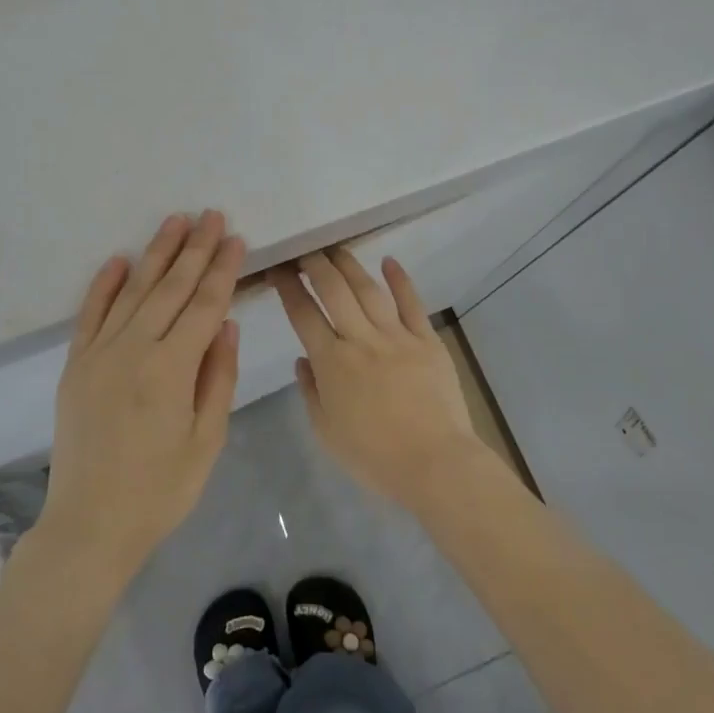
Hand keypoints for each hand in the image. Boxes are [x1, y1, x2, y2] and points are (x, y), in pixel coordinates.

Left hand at [43, 211, 244, 576]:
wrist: (90, 524)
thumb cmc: (160, 490)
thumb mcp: (206, 441)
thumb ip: (217, 377)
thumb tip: (226, 323)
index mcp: (170, 370)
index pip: (204, 306)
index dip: (222, 270)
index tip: (236, 238)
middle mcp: (132, 350)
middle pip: (169, 288)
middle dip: (194, 249)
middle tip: (211, 215)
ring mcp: (98, 354)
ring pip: (133, 292)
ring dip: (155, 254)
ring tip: (175, 221)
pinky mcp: (75, 365)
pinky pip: (90, 314)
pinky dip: (105, 284)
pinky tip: (120, 259)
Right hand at [272, 249, 486, 513]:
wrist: (434, 463)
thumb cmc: (373, 457)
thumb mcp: (326, 431)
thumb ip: (311, 391)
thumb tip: (303, 359)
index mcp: (332, 363)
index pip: (303, 314)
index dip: (289, 288)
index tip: (279, 269)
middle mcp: (361, 340)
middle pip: (334, 291)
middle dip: (316, 265)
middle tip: (306, 250)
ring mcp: (397, 337)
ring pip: (369, 290)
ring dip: (350, 265)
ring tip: (336, 249)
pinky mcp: (427, 341)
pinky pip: (412, 304)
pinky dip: (400, 280)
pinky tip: (389, 261)